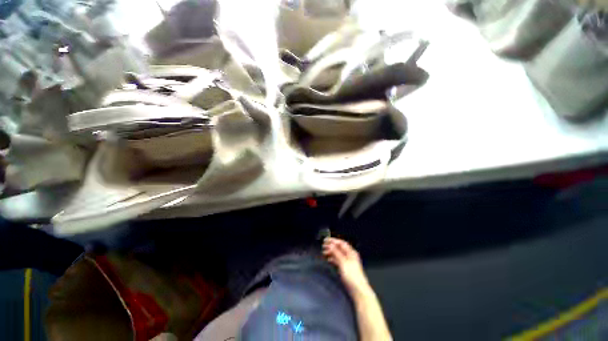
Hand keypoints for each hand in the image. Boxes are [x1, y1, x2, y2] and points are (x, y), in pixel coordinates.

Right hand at [323, 237, 370, 295]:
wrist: (358, 291)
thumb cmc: (352, 276)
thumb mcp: (343, 262)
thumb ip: (336, 253)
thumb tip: (330, 245)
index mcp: (351, 253)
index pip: (341, 243)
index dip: (333, 240)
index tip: (325, 240)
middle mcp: (350, 256)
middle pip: (339, 248)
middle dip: (331, 246)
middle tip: (323, 245)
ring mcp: (348, 262)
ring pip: (338, 254)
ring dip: (331, 252)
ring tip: (324, 252)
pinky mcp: (346, 269)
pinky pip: (338, 260)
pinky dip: (333, 259)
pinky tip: (328, 259)